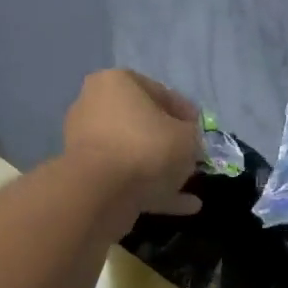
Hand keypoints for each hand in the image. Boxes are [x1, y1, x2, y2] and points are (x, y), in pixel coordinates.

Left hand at [63, 70, 203, 216]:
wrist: (101, 192)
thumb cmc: (147, 148)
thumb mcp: (187, 137)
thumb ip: (192, 135)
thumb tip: (187, 141)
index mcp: (117, 83)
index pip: (160, 93)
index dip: (185, 114)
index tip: (200, 132)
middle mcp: (95, 106)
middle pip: (142, 125)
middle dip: (169, 143)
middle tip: (191, 157)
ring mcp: (87, 143)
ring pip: (133, 154)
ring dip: (161, 169)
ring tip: (188, 185)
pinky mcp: (87, 177)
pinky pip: (126, 179)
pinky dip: (153, 190)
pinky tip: (183, 205)